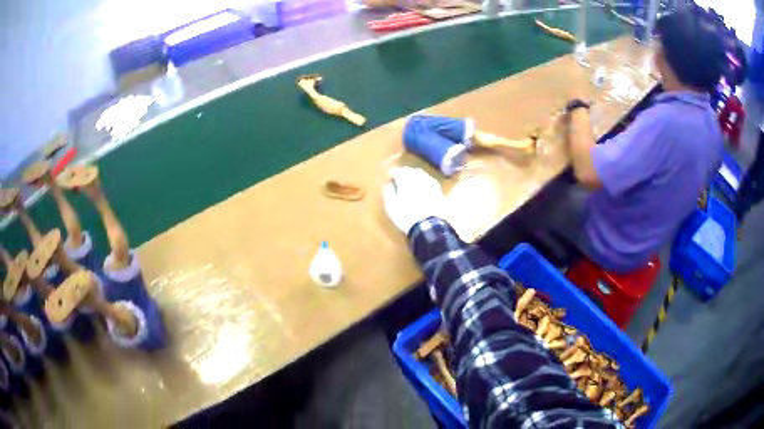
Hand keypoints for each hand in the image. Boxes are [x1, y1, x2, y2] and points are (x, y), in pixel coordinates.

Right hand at [383, 167, 444, 233]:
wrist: (427, 226)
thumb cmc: (405, 216)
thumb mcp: (391, 206)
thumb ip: (389, 193)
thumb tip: (389, 185)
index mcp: (406, 181)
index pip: (399, 172)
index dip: (394, 173)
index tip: (391, 177)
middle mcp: (419, 179)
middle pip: (412, 171)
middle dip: (405, 172)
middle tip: (401, 177)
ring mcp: (430, 184)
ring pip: (423, 175)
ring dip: (416, 175)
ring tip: (413, 180)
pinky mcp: (439, 191)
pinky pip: (431, 182)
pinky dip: (426, 181)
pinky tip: (425, 186)